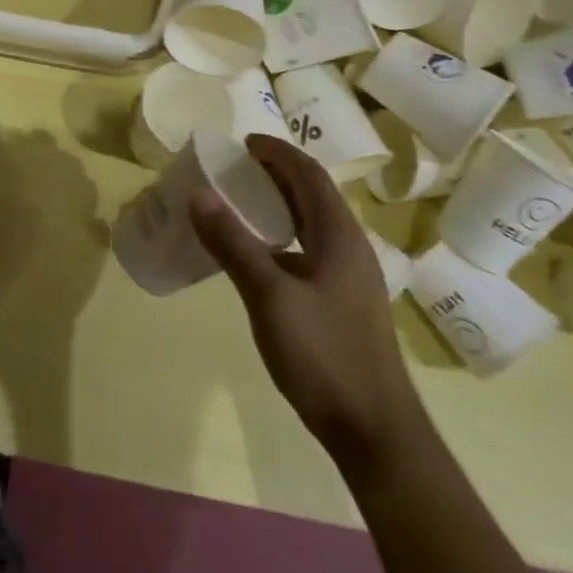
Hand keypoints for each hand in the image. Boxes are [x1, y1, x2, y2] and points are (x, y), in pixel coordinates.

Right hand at [191, 135, 422, 469]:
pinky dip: (282, 236)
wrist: (374, 430)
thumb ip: (234, 244)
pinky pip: (309, 250)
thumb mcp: (269, 296)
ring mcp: (349, 277)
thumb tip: (198, 194)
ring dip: (279, 204)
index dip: (277, 152)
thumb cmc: (324, 355)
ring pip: (312, 224)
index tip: (243, 142)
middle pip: (313, 195)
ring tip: (239, 202)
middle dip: (275, 174)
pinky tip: (258, 255)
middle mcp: (349, 248)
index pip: (309, 175)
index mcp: (339, 236)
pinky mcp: (342, 302)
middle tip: (233, 168)